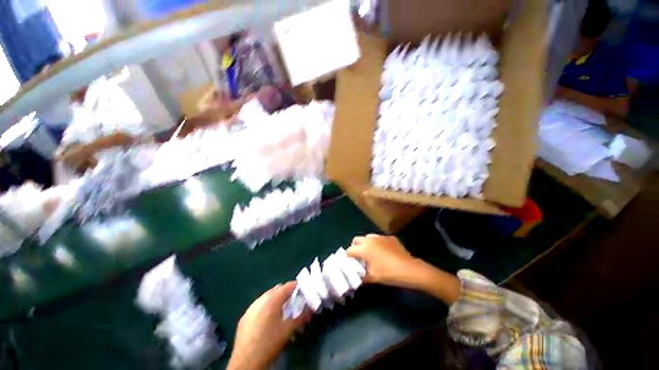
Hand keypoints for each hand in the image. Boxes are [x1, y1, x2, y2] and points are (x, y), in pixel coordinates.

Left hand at [228, 282, 309, 369]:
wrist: (246, 361)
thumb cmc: (269, 342)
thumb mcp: (289, 330)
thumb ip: (301, 317)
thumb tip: (310, 310)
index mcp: (273, 298)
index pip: (289, 285)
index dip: (298, 287)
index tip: (304, 292)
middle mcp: (261, 299)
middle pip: (278, 289)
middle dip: (287, 293)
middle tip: (294, 302)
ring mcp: (251, 307)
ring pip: (267, 296)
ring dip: (276, 300)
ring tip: (282, 312)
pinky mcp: (245, 316)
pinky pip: (259, 305)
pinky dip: (266, 307)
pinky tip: (268, 321)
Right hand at [348, 234, 461, 303]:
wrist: (410, 269)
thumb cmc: (389, 273)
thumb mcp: (373, 278)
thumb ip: (362, 277)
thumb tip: (356, 278)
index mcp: (364, 248)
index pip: (350, 250)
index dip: (348, 257)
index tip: (351, 263)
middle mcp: (370, 239)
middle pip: (357, 240)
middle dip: (355, 247)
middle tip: (359, 257)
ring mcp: (381, 236)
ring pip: (368, 237)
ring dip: (366, 244)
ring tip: (371, 253)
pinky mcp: (390, 237)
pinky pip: (379, 238)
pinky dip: (377, 243)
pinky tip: (384, 252)